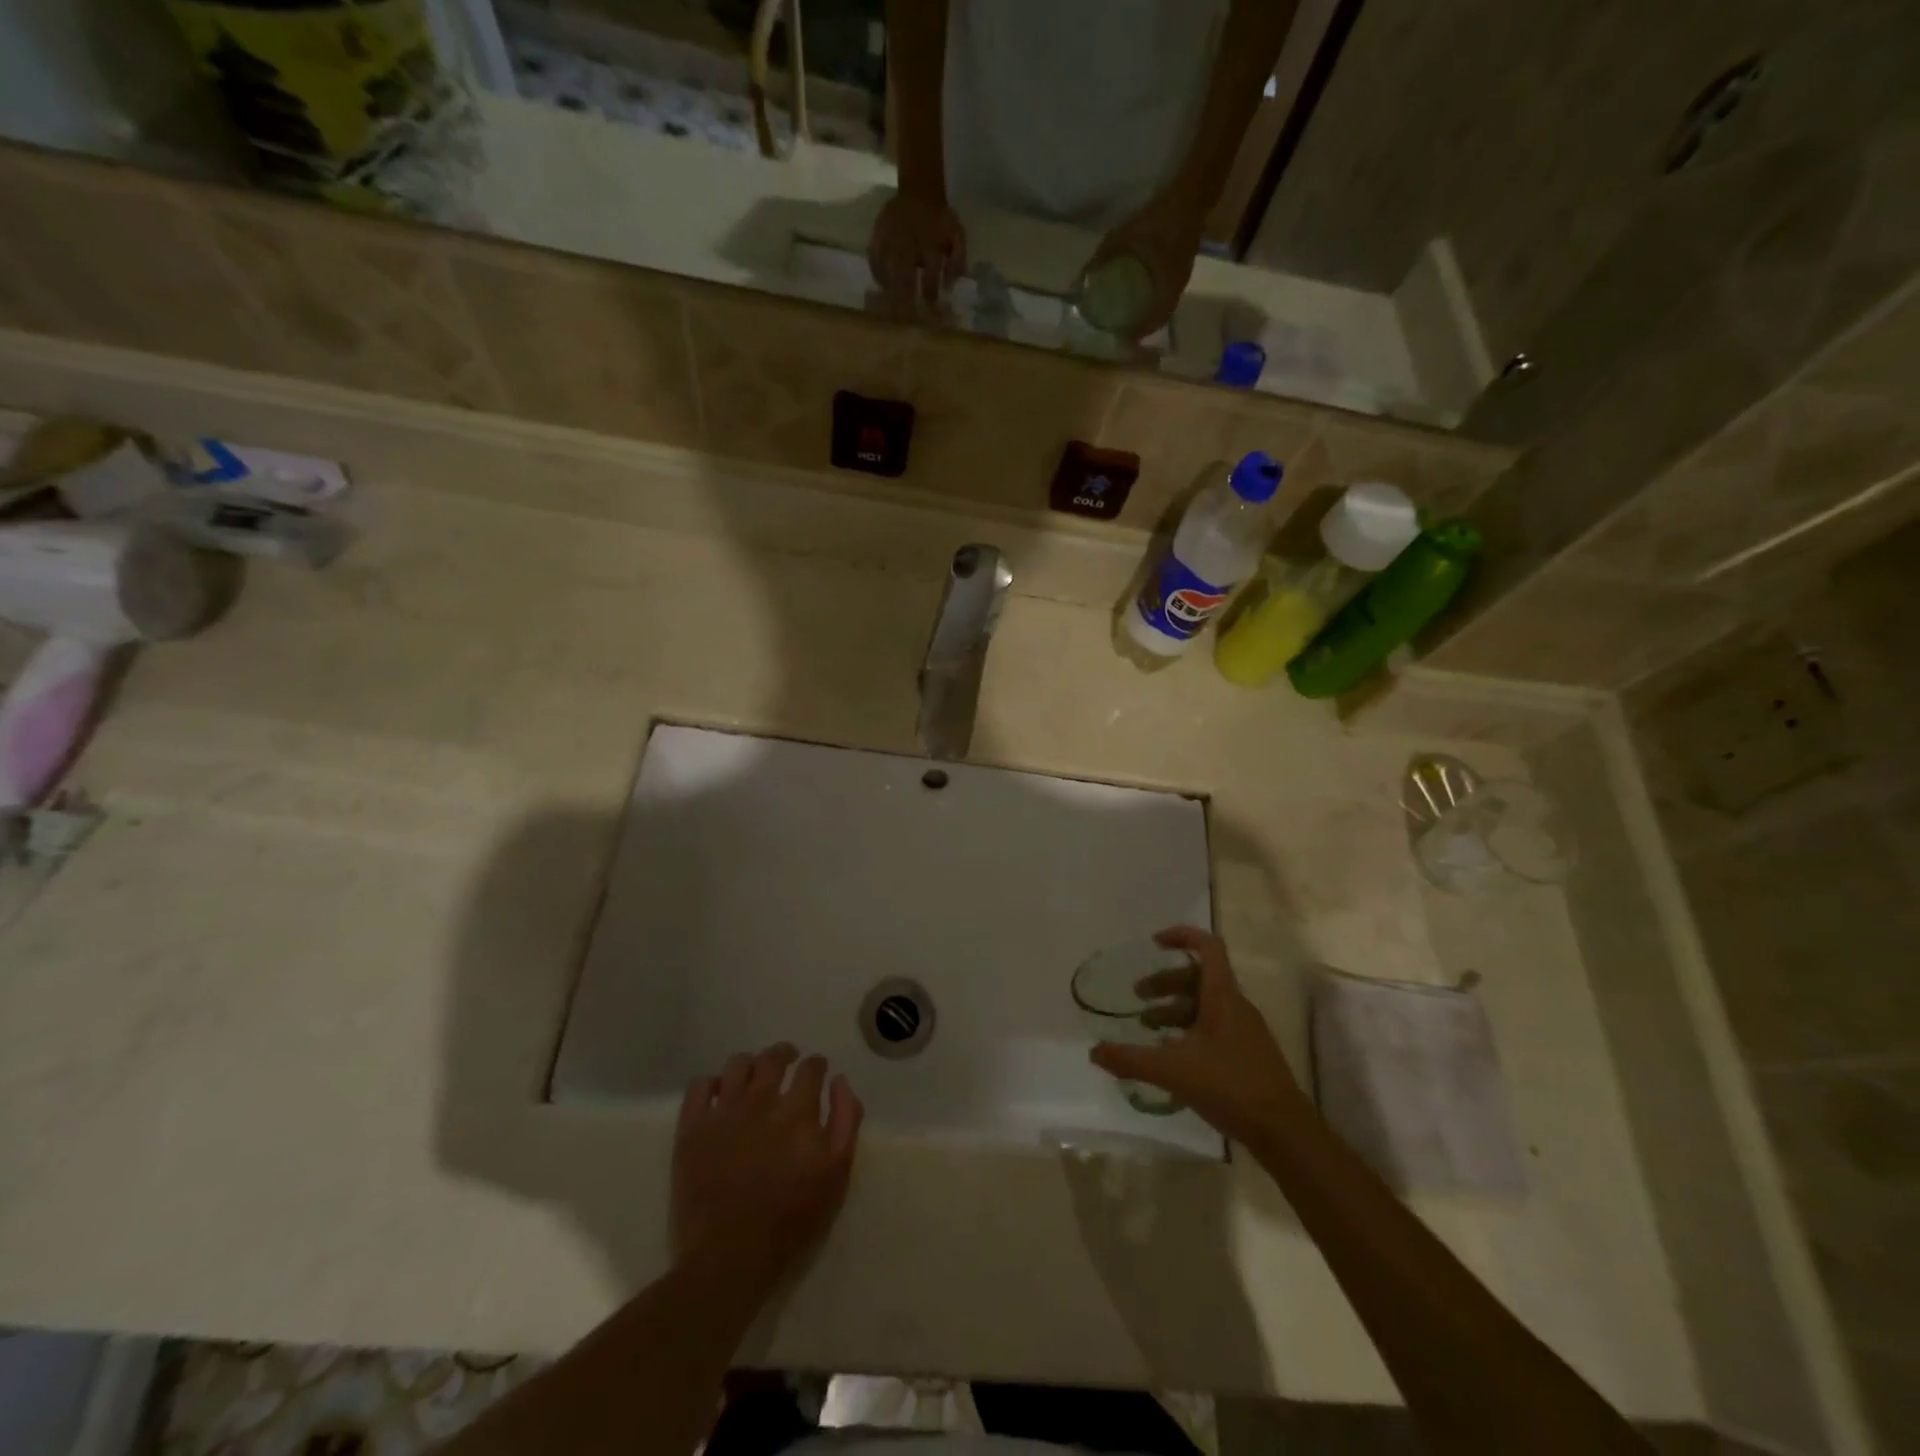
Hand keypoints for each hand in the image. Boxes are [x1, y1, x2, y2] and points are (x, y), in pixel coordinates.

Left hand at [673, 1044, 862, 1296]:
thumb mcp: (836, 1175)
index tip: (818, 1071)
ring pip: (737, 1064)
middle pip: (773, 1057)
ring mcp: (723, 1112)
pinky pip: (698, 1086)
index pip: (811, 1067)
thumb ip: (845, 1120)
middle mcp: (760, 1100)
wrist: (729, 1258)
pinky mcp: (692, 1129)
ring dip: (751, 1063)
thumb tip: (839, 1081)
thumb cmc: (790, 1220)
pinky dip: (711, 1082)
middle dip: (785, 1053)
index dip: (817, 1065)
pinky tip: (719, 1093)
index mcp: (797, 1110)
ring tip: (754, 1075)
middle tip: (788, 1060)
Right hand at [868, 188, 966, 309]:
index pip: (930, 276)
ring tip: (891, 307)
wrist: (919, 191)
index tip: (930, 310)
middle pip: (903, 277)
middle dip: (905, 300)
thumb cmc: (940, 220)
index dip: (930, 295)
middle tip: (905, 318)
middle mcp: (908, 241)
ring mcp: (890, 237)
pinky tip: (882, 286)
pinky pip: (873, 258)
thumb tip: (949, 286)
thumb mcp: (957, 235)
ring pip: (886, 270)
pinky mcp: (877, 233)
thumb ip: (958, 261)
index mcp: (931, 243)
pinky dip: (877, 274)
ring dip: (889, 291)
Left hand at [1086, 181, 1205, 339]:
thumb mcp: (1126, 235)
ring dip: (1149, 316)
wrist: (1191, 193)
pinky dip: (1154, 301)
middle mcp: (1176, 287)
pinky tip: (1142, 296)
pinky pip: (1166, 294)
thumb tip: (1083, 276)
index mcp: (1167, 285)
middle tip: (1123, 332)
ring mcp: (1181, 277)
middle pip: (1159, 318)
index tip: (1122, 340)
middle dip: (1142, 328)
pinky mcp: (1182, 267)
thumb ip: (1104, 255)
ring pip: (1164, 307)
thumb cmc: (1159, 218)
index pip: (1153, 321)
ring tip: (1130, 318)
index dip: (1137, 334)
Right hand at [1090, 926, 1303, 1142]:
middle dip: (1166, 982)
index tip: (1155, 943)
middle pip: (1199, 978)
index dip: (1182, 937)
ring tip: (1149, 1027)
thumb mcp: (1173, 1071)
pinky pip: (1215, 1027)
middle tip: (1138, 996)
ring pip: (1206, 1005)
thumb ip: (1131, 1059)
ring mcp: (1245, 1030)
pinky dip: (1190, 1030)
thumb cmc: (1230, 1086)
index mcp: (1222, 997)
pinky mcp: (1248, 1053)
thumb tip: (1094, 1051)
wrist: (1283, 1131)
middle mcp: (1235, 1006)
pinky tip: (1173, 1055)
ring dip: (1175, 1009)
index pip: (1207, 947)